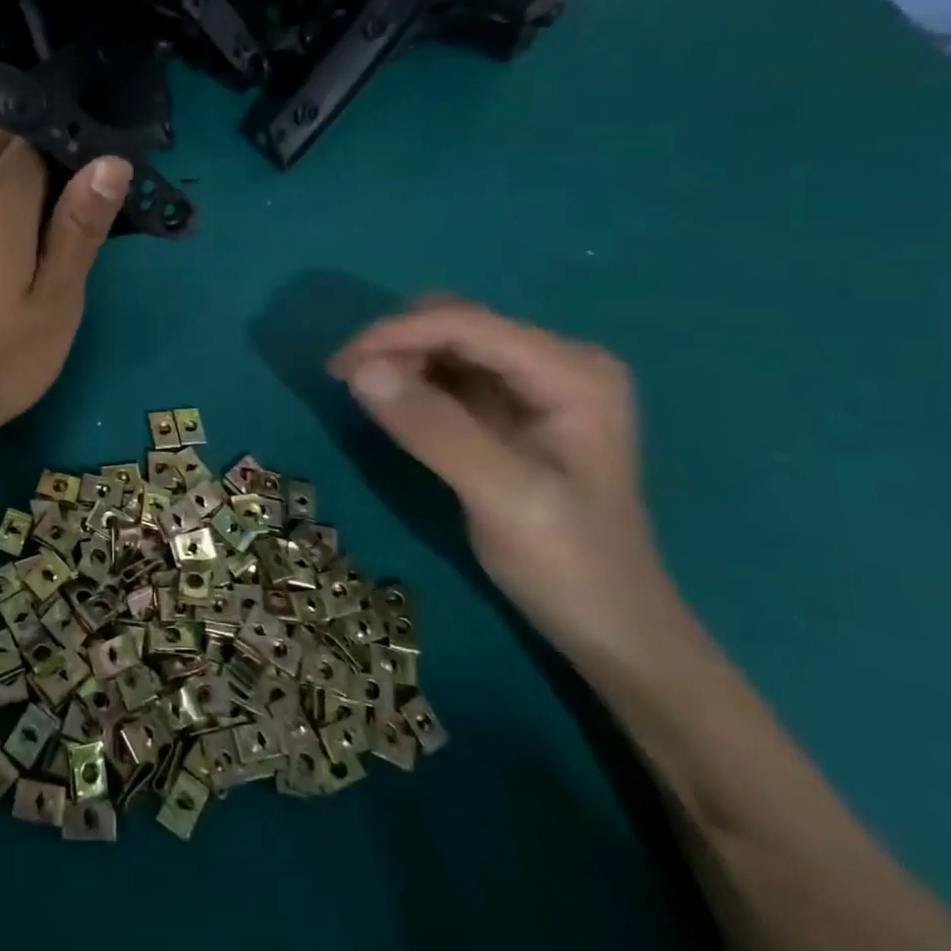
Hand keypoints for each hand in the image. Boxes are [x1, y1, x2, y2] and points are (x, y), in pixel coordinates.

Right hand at [330, 297, 687, 671]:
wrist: (611, 628)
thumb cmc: (569, 565)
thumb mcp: (501, 497)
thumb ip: (433, 429)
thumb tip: (359, 370)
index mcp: (573, 371)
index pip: (468, 324)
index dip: (396, 334)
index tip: (339, 367)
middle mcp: (558, 362)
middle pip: (456, 322)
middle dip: (397, 343)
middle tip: (349, 384)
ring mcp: (536, 384)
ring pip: (447, 343)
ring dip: (400, 360)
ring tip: (364, 396)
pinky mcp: (512, 407)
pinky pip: (449, 373)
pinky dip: (412, 381)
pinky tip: (391, 407)